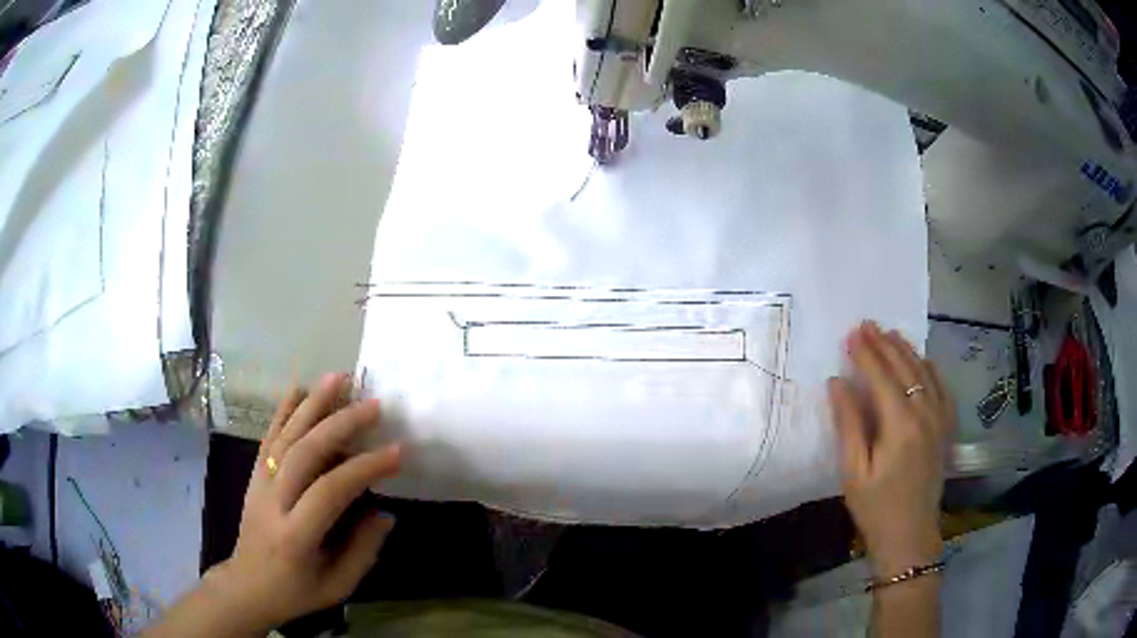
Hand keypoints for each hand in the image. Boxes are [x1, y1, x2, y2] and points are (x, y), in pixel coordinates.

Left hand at [209, 374, 401, 630]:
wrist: (248, 585)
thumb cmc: (297, 590)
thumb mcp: (338, 585)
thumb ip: (363, 550)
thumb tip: (386, 513)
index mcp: (297, 536)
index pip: (330, 491)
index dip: (364, 469)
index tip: (397, 452)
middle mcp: (275, 502)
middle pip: (305, 453)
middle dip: (341, 424)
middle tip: (373, 405)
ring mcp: (260, 484)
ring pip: (285, 437)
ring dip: (313, 404)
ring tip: (339, 378)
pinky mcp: (254, 475)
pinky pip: (268, 437)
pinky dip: (283, 410)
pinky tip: (299, 387)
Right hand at [828, 323, 955, 576]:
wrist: (910, 536)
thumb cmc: (876, 508)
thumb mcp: (854, 471)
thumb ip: (848, 424)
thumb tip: (837, 383)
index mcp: (901, 426)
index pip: (882, 378)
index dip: (866, 354)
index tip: (851, 333)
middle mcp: (925, 414)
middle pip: (905, 369)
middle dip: (884, 345)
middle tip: (867, 324)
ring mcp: (940, 420)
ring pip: (925, 373)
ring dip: (907, 351)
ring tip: (890, 333)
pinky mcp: (946, 429)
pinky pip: (942, 389)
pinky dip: (931, 369)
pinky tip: (923, 361)